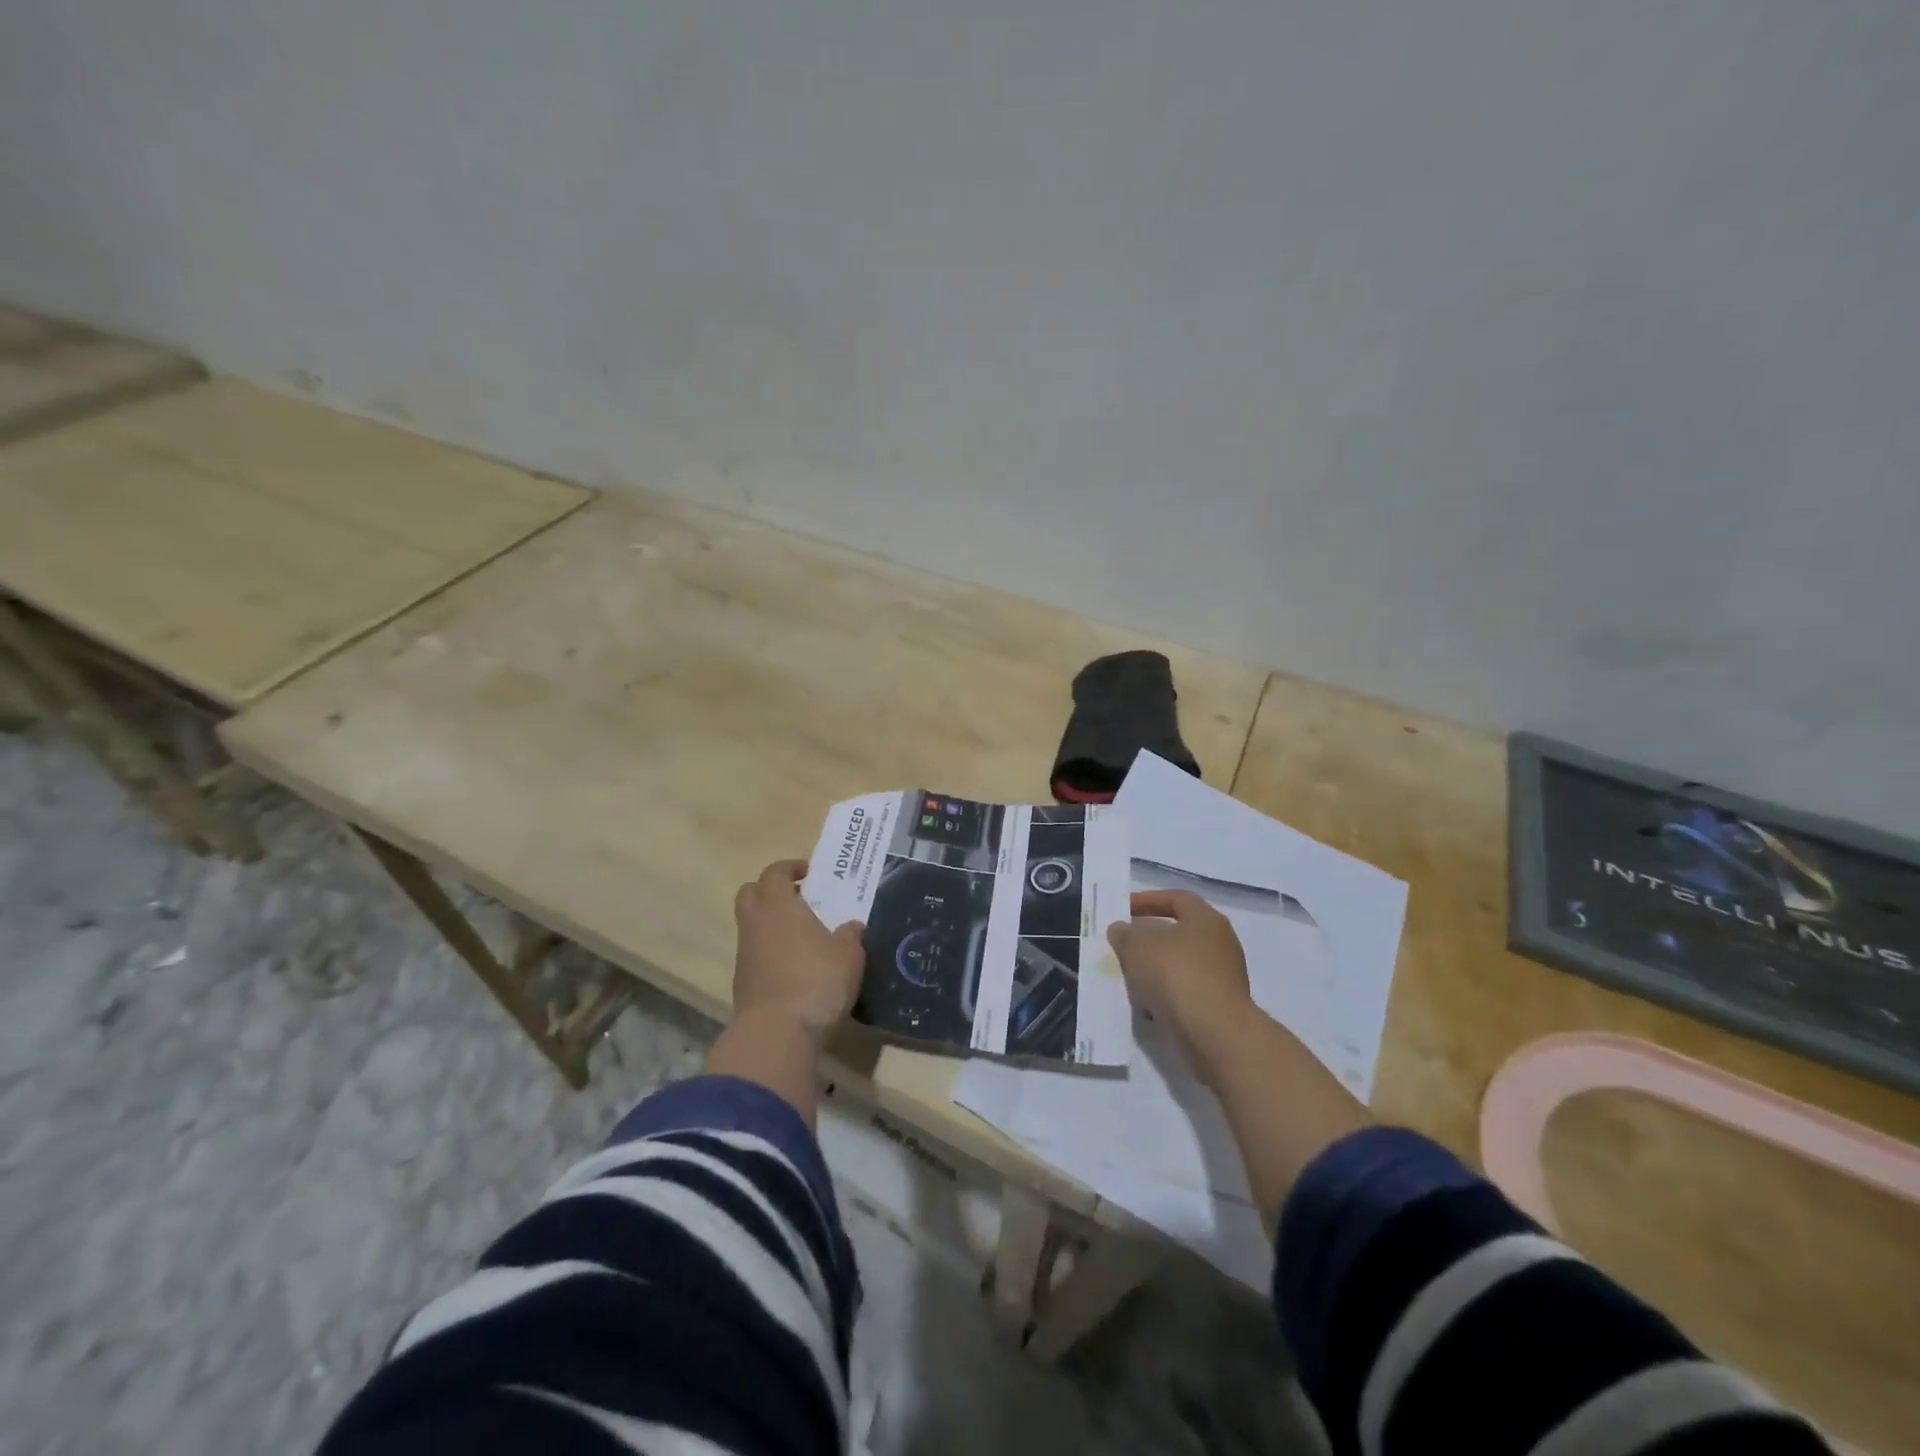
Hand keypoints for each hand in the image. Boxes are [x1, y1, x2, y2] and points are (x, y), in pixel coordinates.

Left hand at [732, 859, 866, 1039]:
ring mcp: (744, 955)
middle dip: (771, 891)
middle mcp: (755, 924)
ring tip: (804, 937)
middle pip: (750, 893)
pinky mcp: (742, 984)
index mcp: (778, 906)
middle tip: (799, 899)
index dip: (790, 868)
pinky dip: (770, 953)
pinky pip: (755, 955)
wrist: (777, 1034)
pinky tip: (796, 968)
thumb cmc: (816, 980)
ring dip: (771, 925)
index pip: (774, 872)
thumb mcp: (849, 955)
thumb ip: (850, 935)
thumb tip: (851, 926)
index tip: (809, 874)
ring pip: (751, 926)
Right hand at [1107, 889, 1252, 1064]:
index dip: (1148, 901)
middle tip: (1124, 946)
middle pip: (1179, 934)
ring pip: (1181, 966)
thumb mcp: (1136, 946)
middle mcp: (1221, 943)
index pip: (1176, 898)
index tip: (1123, 911)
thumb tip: (1121, 930)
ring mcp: (1224, 977)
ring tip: (1130, 979)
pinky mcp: (1221, 1008)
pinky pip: (1187, 993)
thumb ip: (1124, 934)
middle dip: (1149, 940)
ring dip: (1156, 971)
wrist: (1213, 1032)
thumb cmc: (1175, 974)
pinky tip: (1147, 1007)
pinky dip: (1167, 996)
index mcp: (1206, 919)